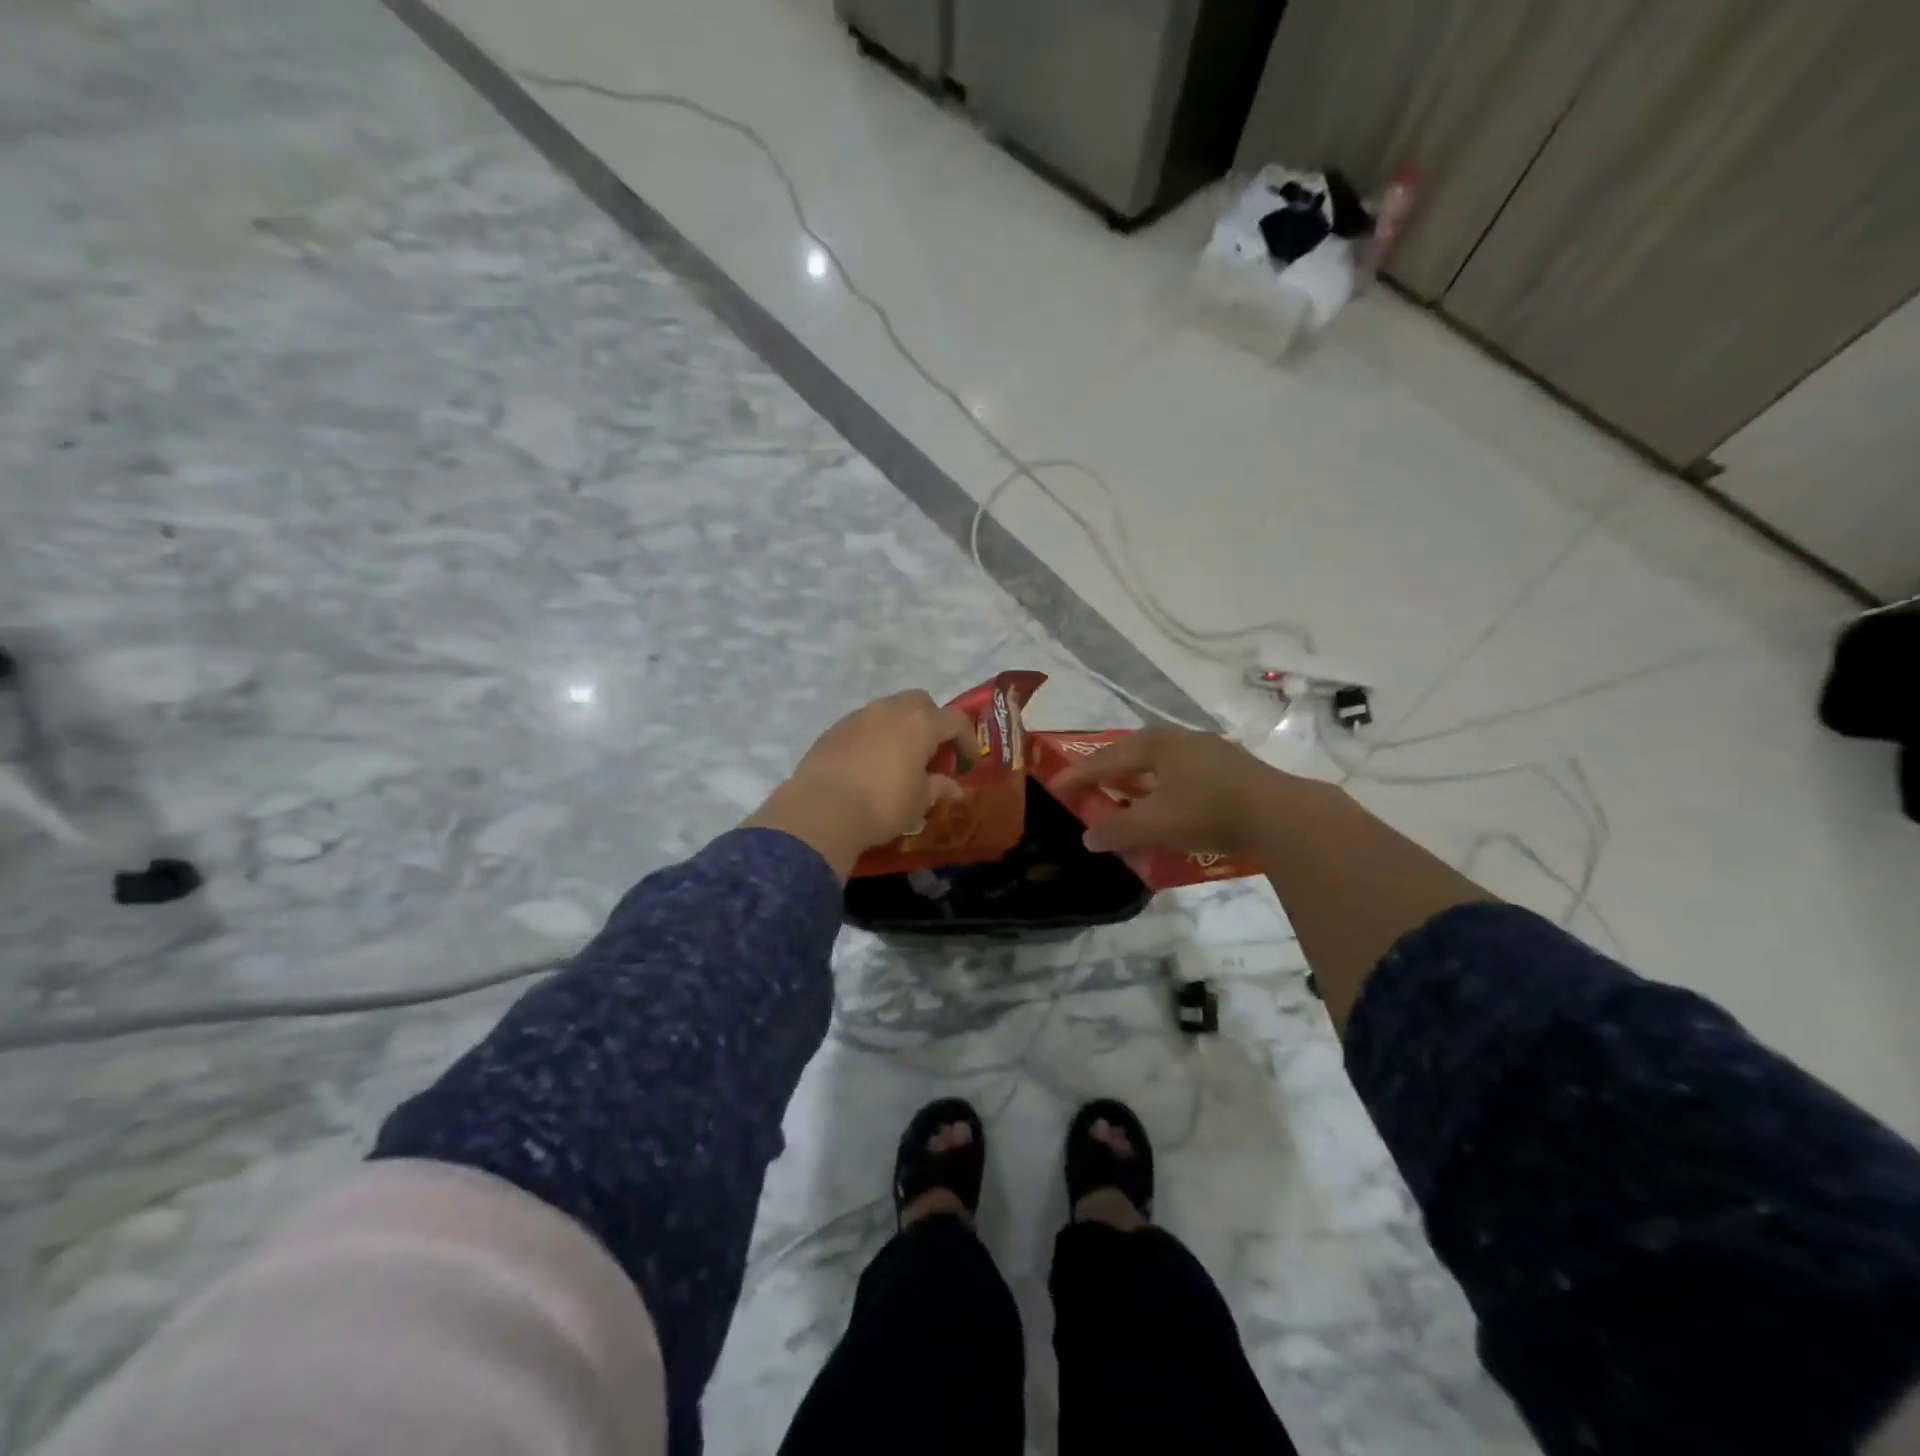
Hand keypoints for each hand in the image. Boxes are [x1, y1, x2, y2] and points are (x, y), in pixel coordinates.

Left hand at [746, 690, 974, 877]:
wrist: (822, 810)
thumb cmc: (883, 804)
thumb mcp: (919, 801)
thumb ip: (938, 788)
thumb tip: (952, 786)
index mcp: (920, 723)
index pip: (955, 721)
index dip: (967, 740)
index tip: (968, 763)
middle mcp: (890, 710)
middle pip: (921, 703)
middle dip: (933, 723)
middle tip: (933, 754)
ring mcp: (859, 716)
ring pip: (889, 711)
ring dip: (901, 729)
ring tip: (901, 760)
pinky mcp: (834, 729)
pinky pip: (864, 725)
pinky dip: (875, 738)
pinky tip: (871, 765)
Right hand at [1051, 727, 1292, 856]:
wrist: (1282, 815)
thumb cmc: (1208, 811)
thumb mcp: (1154, 824)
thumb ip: (1117, 830)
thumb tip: (1088, 837)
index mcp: (1156, 745)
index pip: (1105, 758)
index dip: (1079, 775)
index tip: (1056, 787)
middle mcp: (1180, 739)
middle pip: (1133, 753)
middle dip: (1109, 771)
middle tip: (1091, 787)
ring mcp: (1210, 751)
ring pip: (1161, 763)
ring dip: (1139, 779)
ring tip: (1126, 796)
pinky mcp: (1232, 768)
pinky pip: (1183, 773)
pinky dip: (1164, 787)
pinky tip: (1169, 804)